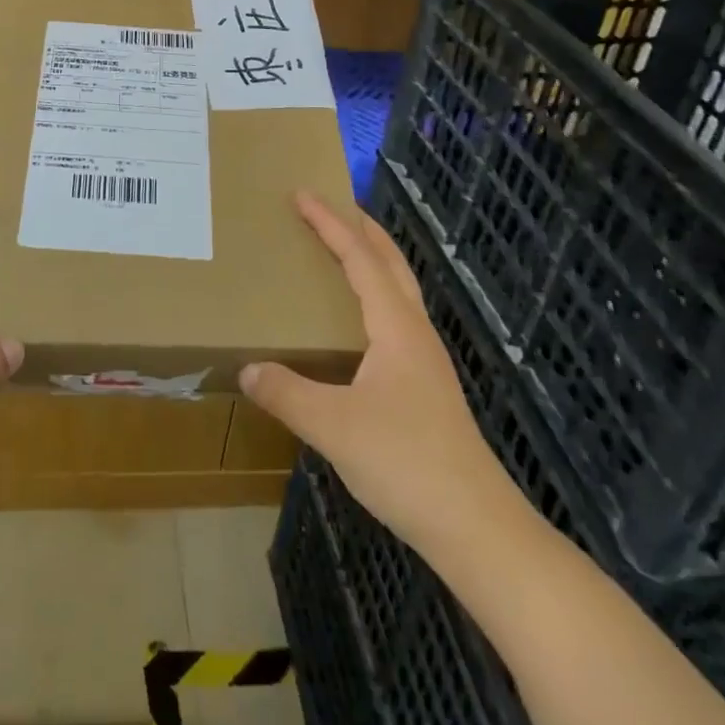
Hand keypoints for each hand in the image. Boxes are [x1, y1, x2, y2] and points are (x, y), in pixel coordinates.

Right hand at [242, 192, 517, 550]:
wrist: (478, 529)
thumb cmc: (406, 463)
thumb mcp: (334, 426)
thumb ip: (286, 393)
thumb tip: (246, 368)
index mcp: (396, 326)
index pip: (359, 258)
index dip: (330, 223)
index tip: (302, 194)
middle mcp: (415, 332)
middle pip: (390, 262)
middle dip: (360, 228)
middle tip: (329, 206)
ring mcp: (425, 360)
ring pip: (398, 290)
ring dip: (371, 260)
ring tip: (339, 251)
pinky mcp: (426, 387)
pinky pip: (395, 318)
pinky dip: (373, 295)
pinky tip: (355, 323)